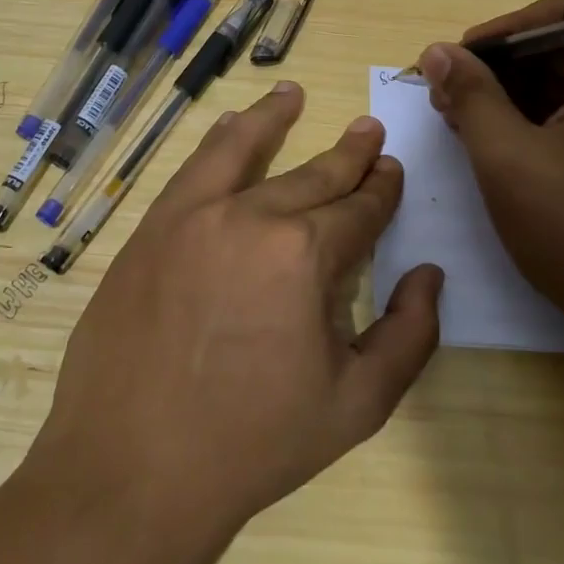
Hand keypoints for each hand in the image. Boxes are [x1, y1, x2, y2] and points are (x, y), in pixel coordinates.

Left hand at [25, 81, 443, 546]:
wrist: (132, 469)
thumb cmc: (253, 444)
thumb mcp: (356, 405)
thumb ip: (408, 335)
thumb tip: (430, 276)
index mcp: (304, 255)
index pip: (358, 209)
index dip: (381, 190)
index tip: (392, 170)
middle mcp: (250, 216)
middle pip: (312, 176)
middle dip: (348, 154)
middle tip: (368, 130)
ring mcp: (192, 216)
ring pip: (243, 149)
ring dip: (274, 118)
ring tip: (293, 94)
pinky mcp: (151, 228)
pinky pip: (192, 169)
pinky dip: (217, 141)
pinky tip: (229, 125)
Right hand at [417, 0, 563, 349]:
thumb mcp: (507, 157)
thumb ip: (470, 94)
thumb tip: (438, 51)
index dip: (506, 27)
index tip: (462, 61)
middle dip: (502, 66)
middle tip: (449, 98)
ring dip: (515, 94)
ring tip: (465, 124)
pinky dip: (542, 119)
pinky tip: (502, 147)